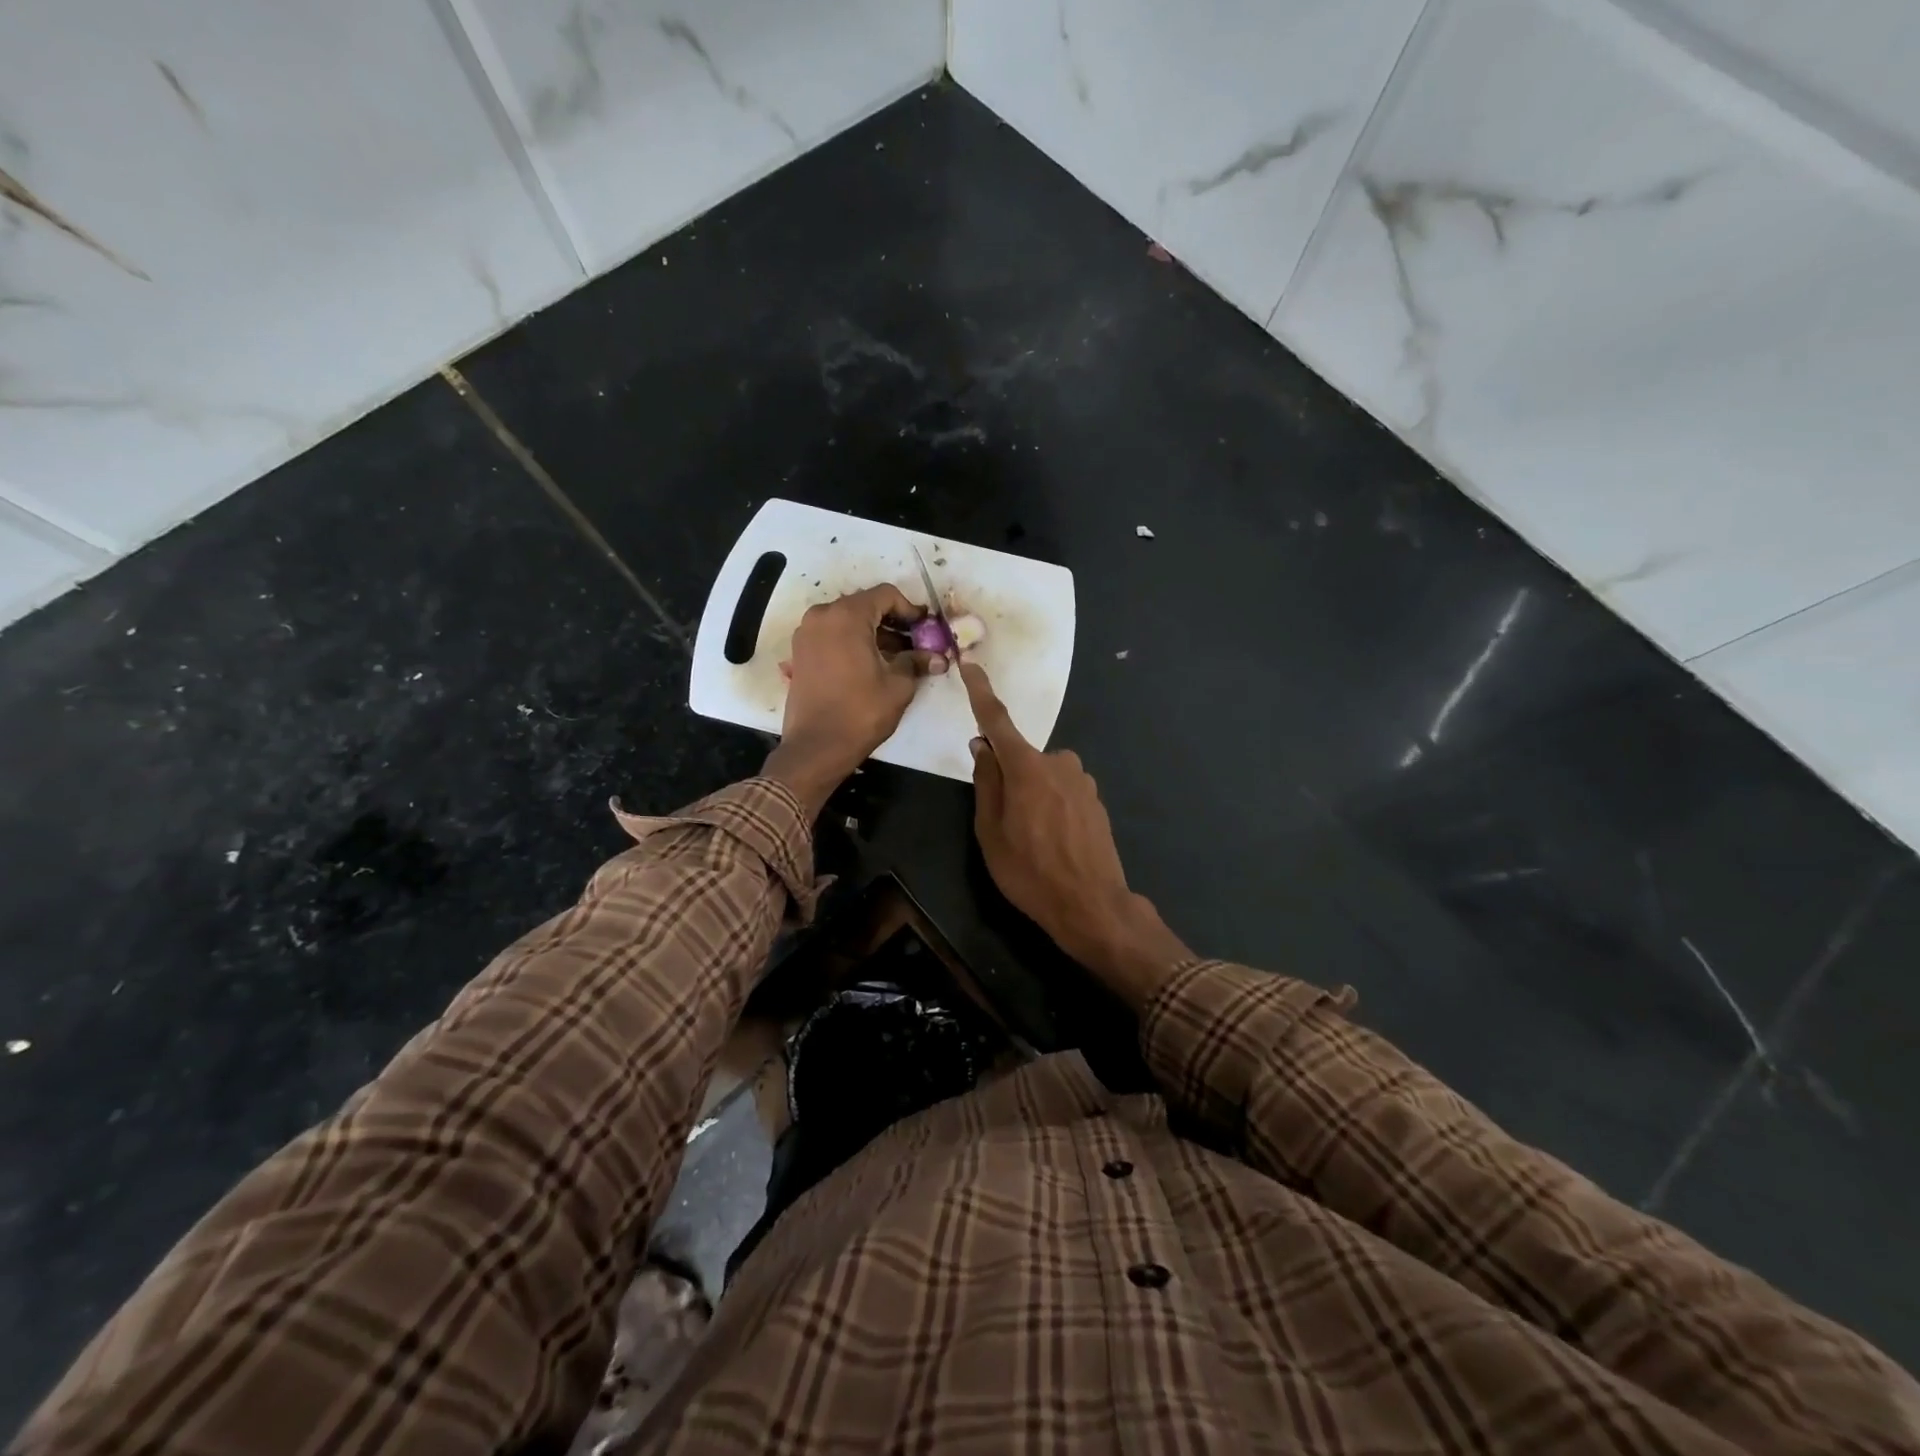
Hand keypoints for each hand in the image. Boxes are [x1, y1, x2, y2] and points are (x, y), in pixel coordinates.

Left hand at [764, 584, 944, 815]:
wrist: (816, 747)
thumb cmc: (860, 712)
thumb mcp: (898, 686)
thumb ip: (917, 662)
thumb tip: (938, 658)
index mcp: (847, 616)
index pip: (885, 595)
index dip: (910, 609)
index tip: (925, 628)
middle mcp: (822, 616)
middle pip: (865, 605)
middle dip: (892, 621)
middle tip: (916, 642)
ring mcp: (807, 634)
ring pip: (847, 621)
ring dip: (873, 632)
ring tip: (897, 657)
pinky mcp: (800, 653)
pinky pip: (832, 635)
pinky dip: (853, 642)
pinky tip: (871, 664)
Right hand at [960, 663, 1189, 1004]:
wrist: (1092, 905)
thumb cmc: (1030, 872)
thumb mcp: (990, 832)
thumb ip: (986, 783)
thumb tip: (982, 747)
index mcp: (1027, 767)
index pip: (997, 721)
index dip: (981, 693)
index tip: (971, 665)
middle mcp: (1058, 762)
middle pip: (1021, 758)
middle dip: (1008, 779)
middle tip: (1004, 824)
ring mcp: (1082, 780)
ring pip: (1043, 776)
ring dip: (1032, 796)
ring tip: (1033, 841)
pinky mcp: (1096, 799)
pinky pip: (1063, 791)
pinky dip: (1052, 807)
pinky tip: (1055, 842)